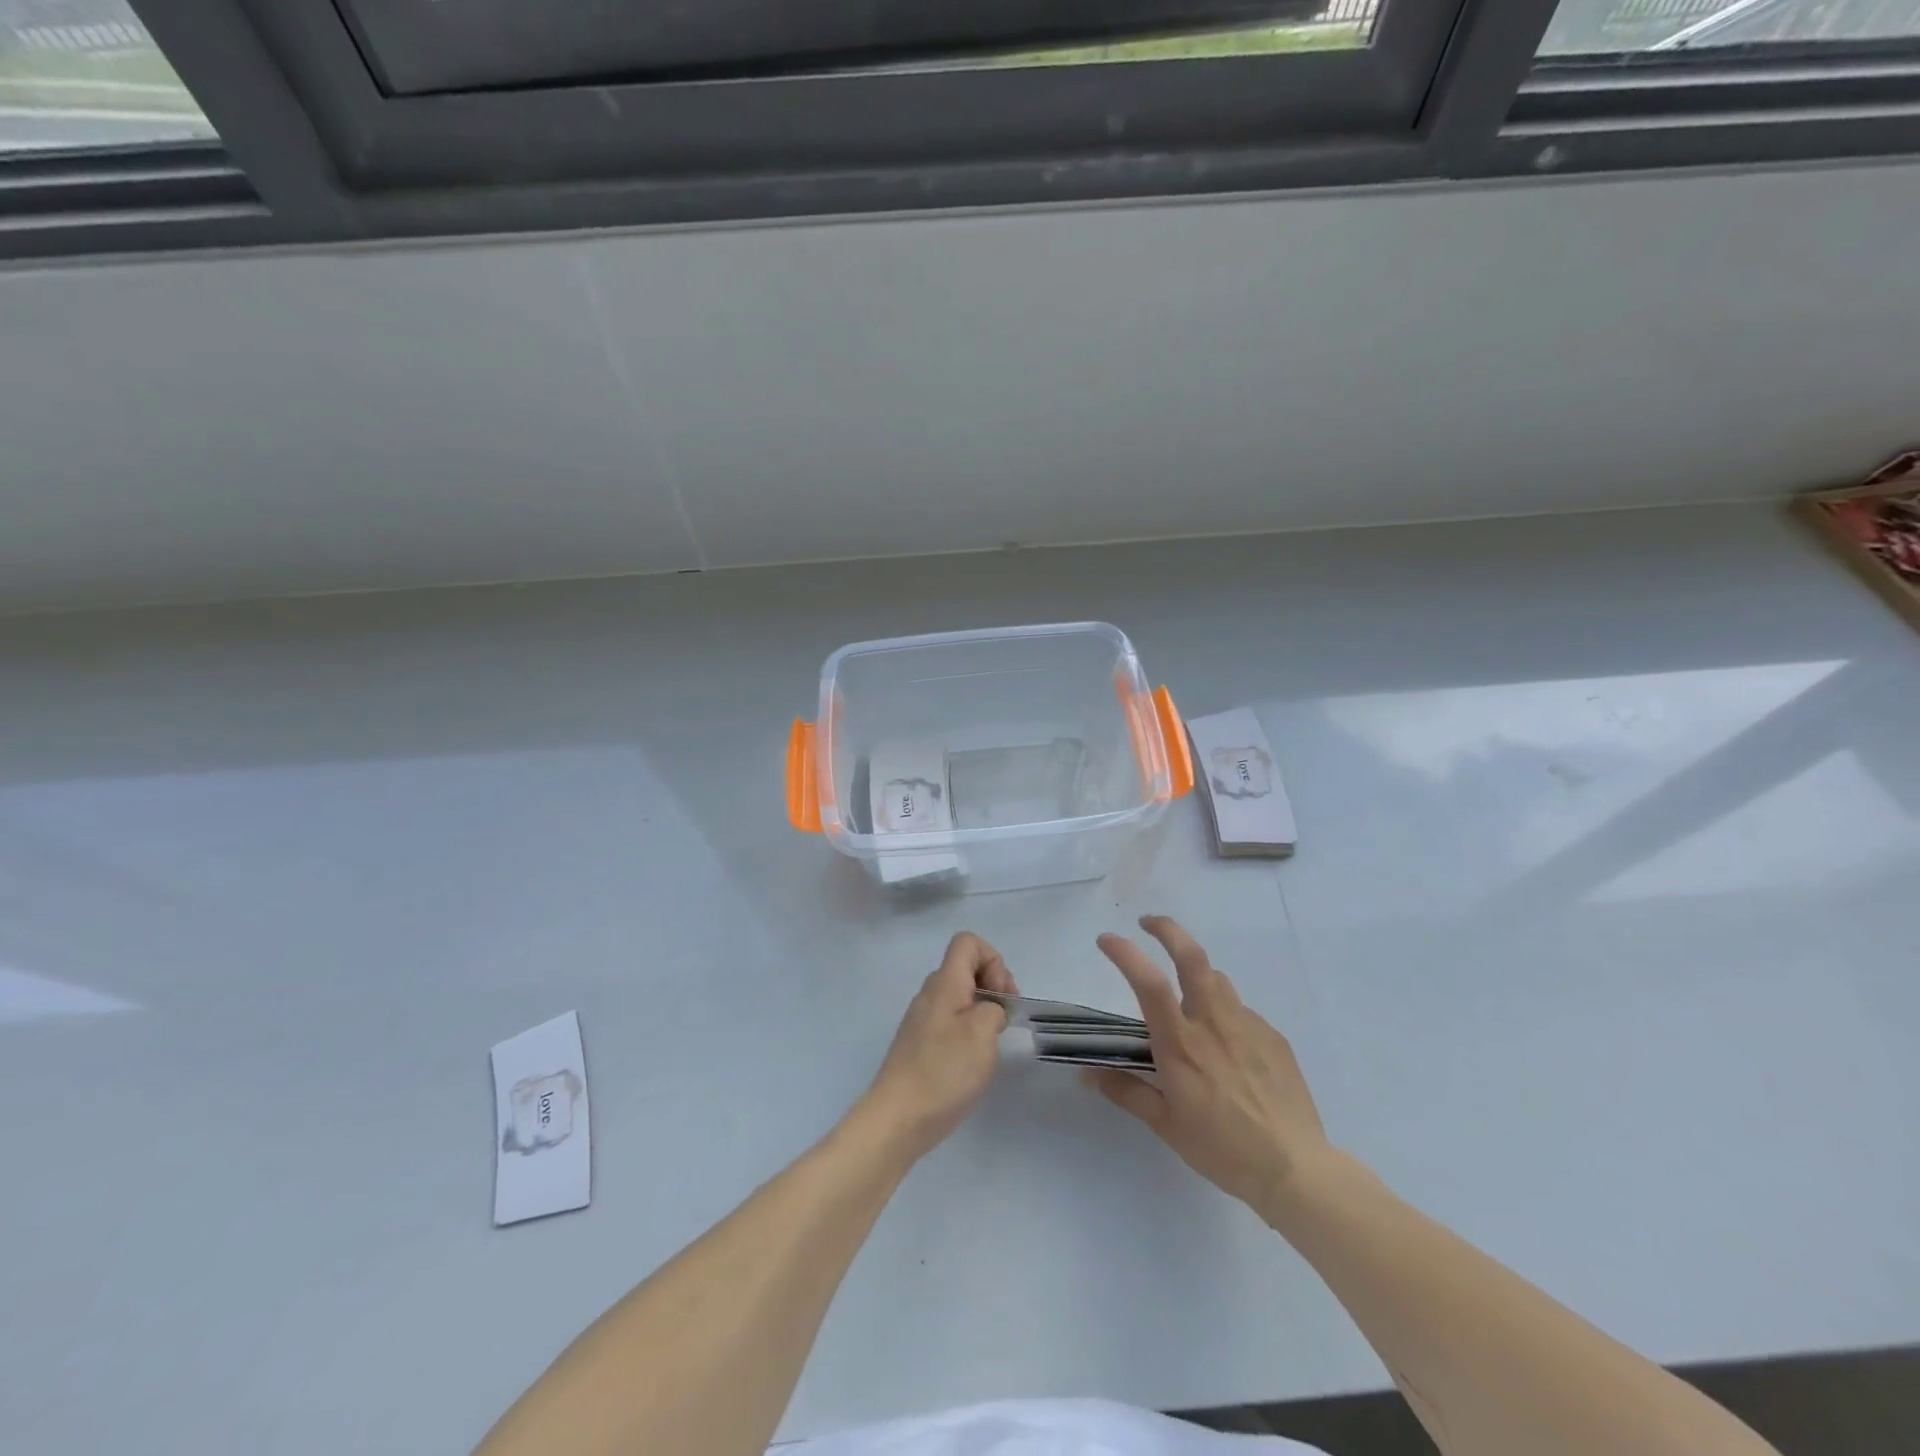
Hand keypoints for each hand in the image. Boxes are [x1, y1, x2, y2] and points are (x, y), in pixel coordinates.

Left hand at [863, 932, 1017, 1158]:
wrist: (898, 1118)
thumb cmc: (944, 1071)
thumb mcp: (982, 1034)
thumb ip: (994, 1009)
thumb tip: (989, 1010)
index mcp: (944, 983)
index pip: (968, 942)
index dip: (993, 960)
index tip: (1003, 996)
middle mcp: (930, 993)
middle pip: (965, 967)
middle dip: (993, 986)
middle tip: (1005, 1020)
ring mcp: (922, 1019)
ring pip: (959, 996)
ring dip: (982, 1010)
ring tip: (990, 1044)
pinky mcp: (920, 1043)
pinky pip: (950, 1020)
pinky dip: (968, 1030)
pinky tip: (972, 1062)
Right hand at [1087, 916, 1330, 1219]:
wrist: (1294, 1169)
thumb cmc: (1221, 1148)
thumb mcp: (1165, 1125)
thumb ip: (1127, 1092)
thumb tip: (1088, 1074)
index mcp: (1181, 1042)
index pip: (1148, 982)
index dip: (1125, 953)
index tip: (1106, 939)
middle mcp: (1213, 1022)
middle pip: (1192, 956)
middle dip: (1167, 929)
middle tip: (1148, 922)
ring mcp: (1248, 1025)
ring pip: (1217, 980)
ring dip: (1196, 974)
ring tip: (1187, 995)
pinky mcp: (1273, 1037)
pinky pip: (1241, 1012)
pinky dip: (1225, 1014)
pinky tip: (1227, 1046)